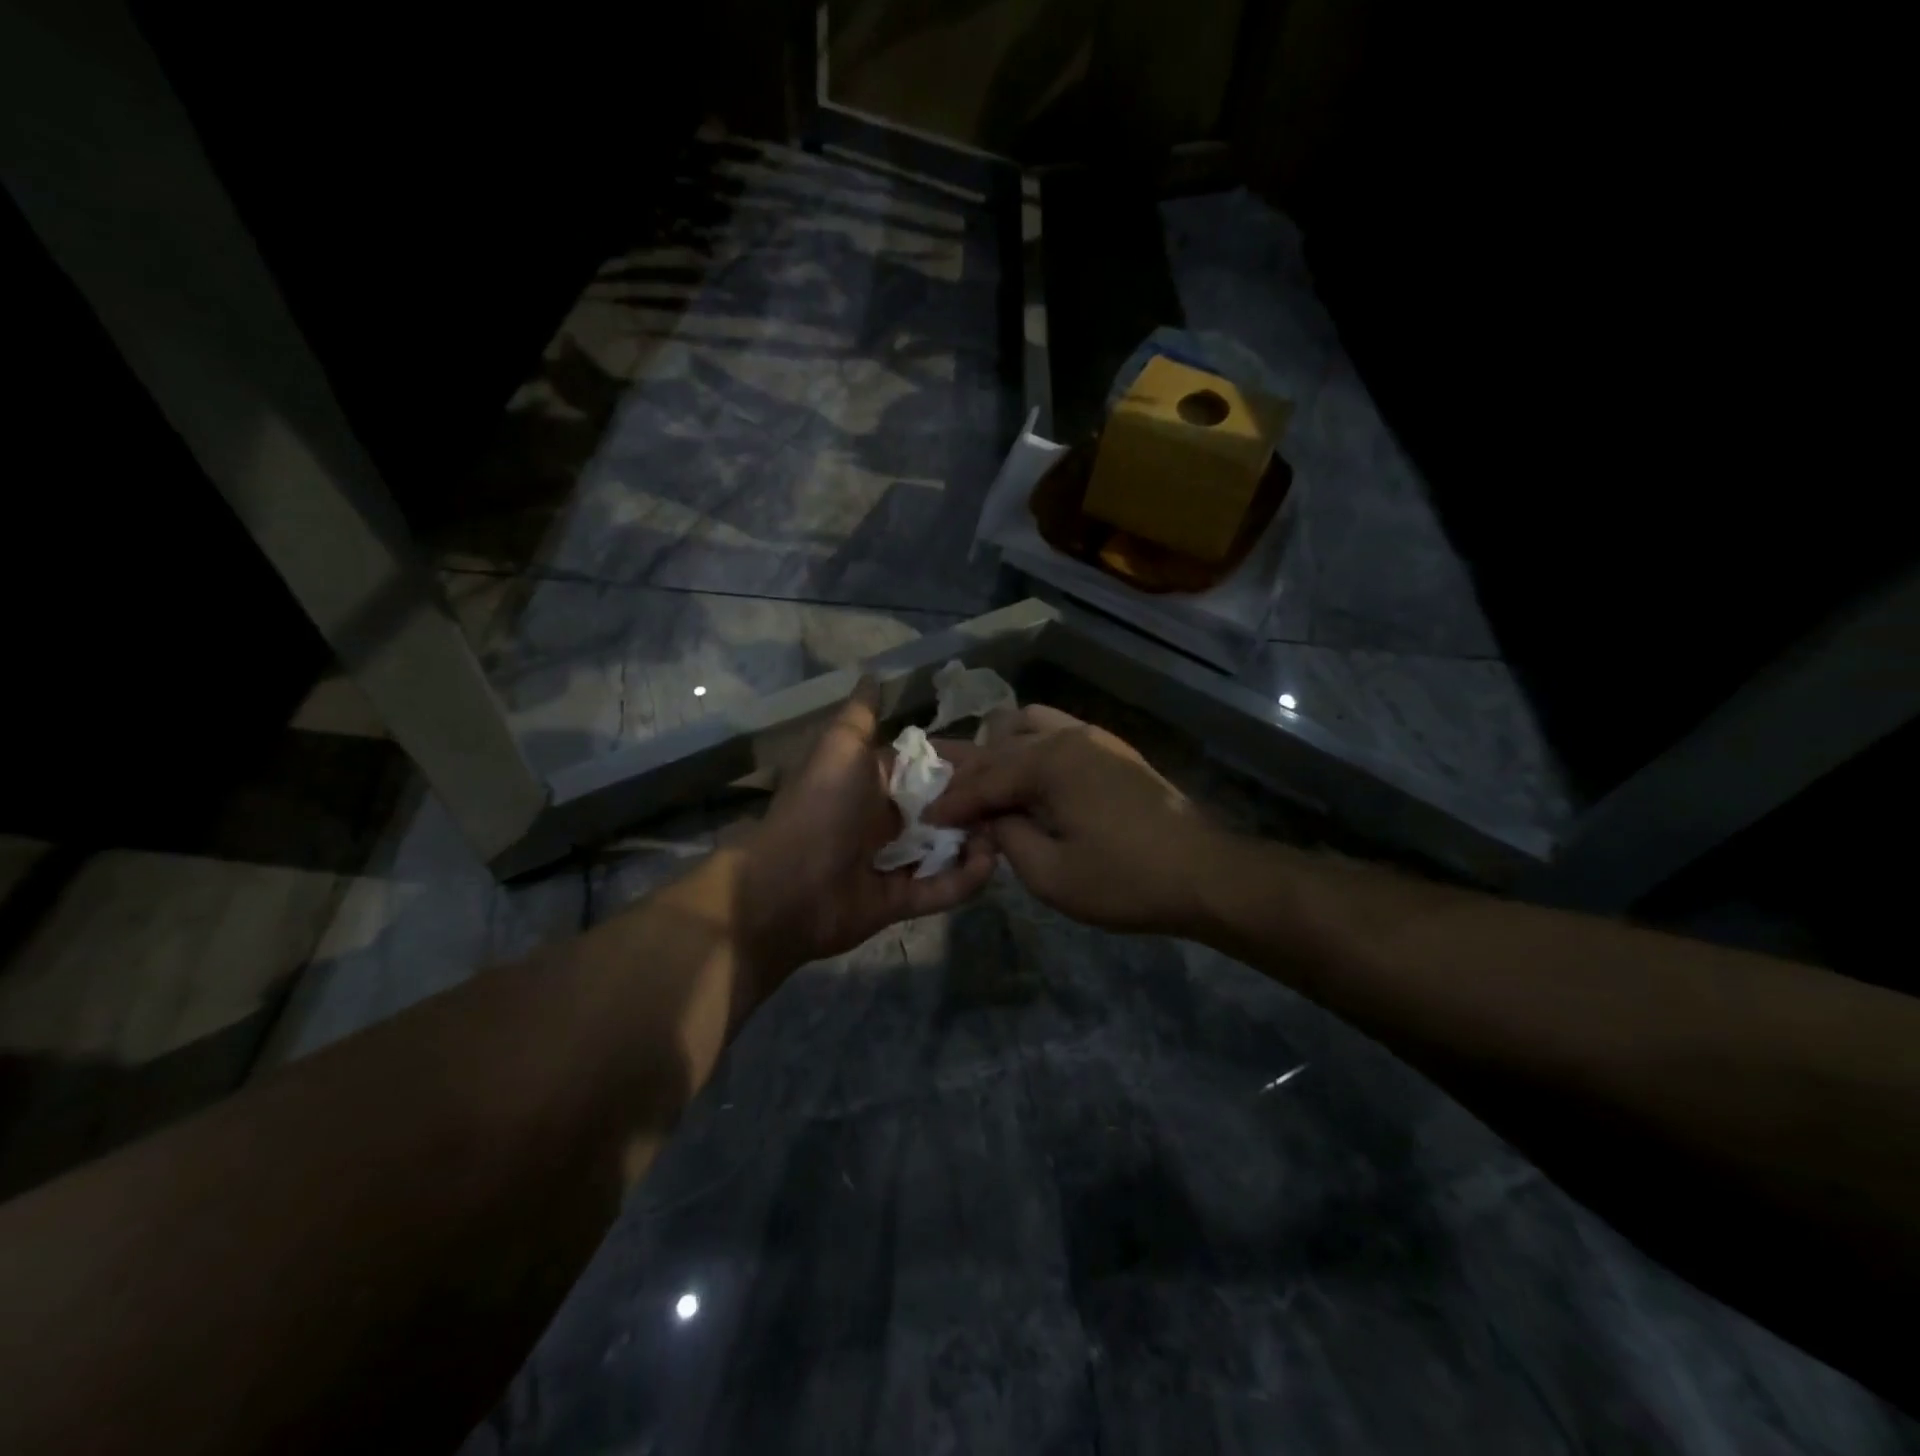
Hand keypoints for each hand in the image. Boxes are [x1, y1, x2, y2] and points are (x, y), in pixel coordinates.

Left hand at [730, 680, 996, 980]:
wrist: (785, 888)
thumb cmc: (820, 808)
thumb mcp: (840, 749)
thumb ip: (861, 716)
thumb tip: (873, 674)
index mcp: (871, 784)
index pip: (925, 769)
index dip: (960, 763)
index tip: (999, 758)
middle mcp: (883, 821)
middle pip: (941, 810)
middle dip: (974, 804)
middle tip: (1012, 798)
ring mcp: (891, 863)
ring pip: (945, 849)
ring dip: (976, 840)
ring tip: (1006, 830)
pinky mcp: (899, 901)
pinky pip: (940, 888)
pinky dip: (965, 878)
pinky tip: (989, 862)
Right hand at [928, 706, 1217, 934]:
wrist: (1204, 873)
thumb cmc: (1125, 879)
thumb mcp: (1051, 874)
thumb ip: (1008, 839)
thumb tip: (990, 819)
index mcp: (1050, 761)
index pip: (985, 778)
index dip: (952, 801)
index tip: (927, 819)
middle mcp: (1067, 736)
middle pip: (1001, 745)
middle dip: (969, 774)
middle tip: (946, 801)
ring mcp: (1094, 737)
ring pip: (1027, 725)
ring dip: (1000, 750)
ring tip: (986, 784)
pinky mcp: (1111, 750)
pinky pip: (1055, 732)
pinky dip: (1029, 748)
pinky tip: (1026, 779)